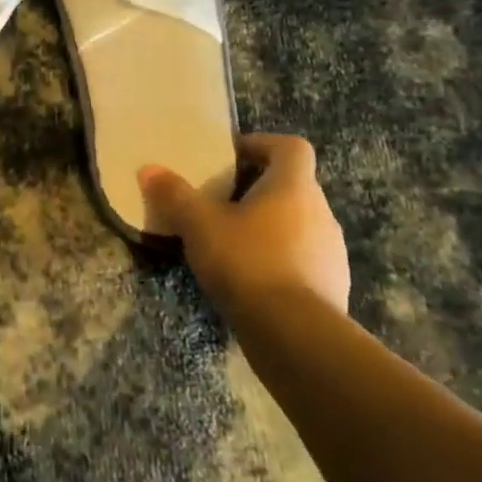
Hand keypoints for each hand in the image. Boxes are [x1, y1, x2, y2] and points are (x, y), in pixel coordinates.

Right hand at [138, 134, 350, 316]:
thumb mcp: (199, 225)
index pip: (291, 147)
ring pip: (299, 224)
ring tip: (233, 243)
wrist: (297, 336)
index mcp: (294, 186)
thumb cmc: (248, 263)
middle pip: (293, 186)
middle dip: (259, 189)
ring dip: (270, 226)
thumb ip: (174, 195)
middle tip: (222, 202)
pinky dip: (281, 260)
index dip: (263, 144)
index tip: (232, 156)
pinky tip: (252, 280)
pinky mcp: (333, 287)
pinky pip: (304, 259)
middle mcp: (321, 212)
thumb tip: (148, 170)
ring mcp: (332, 252)